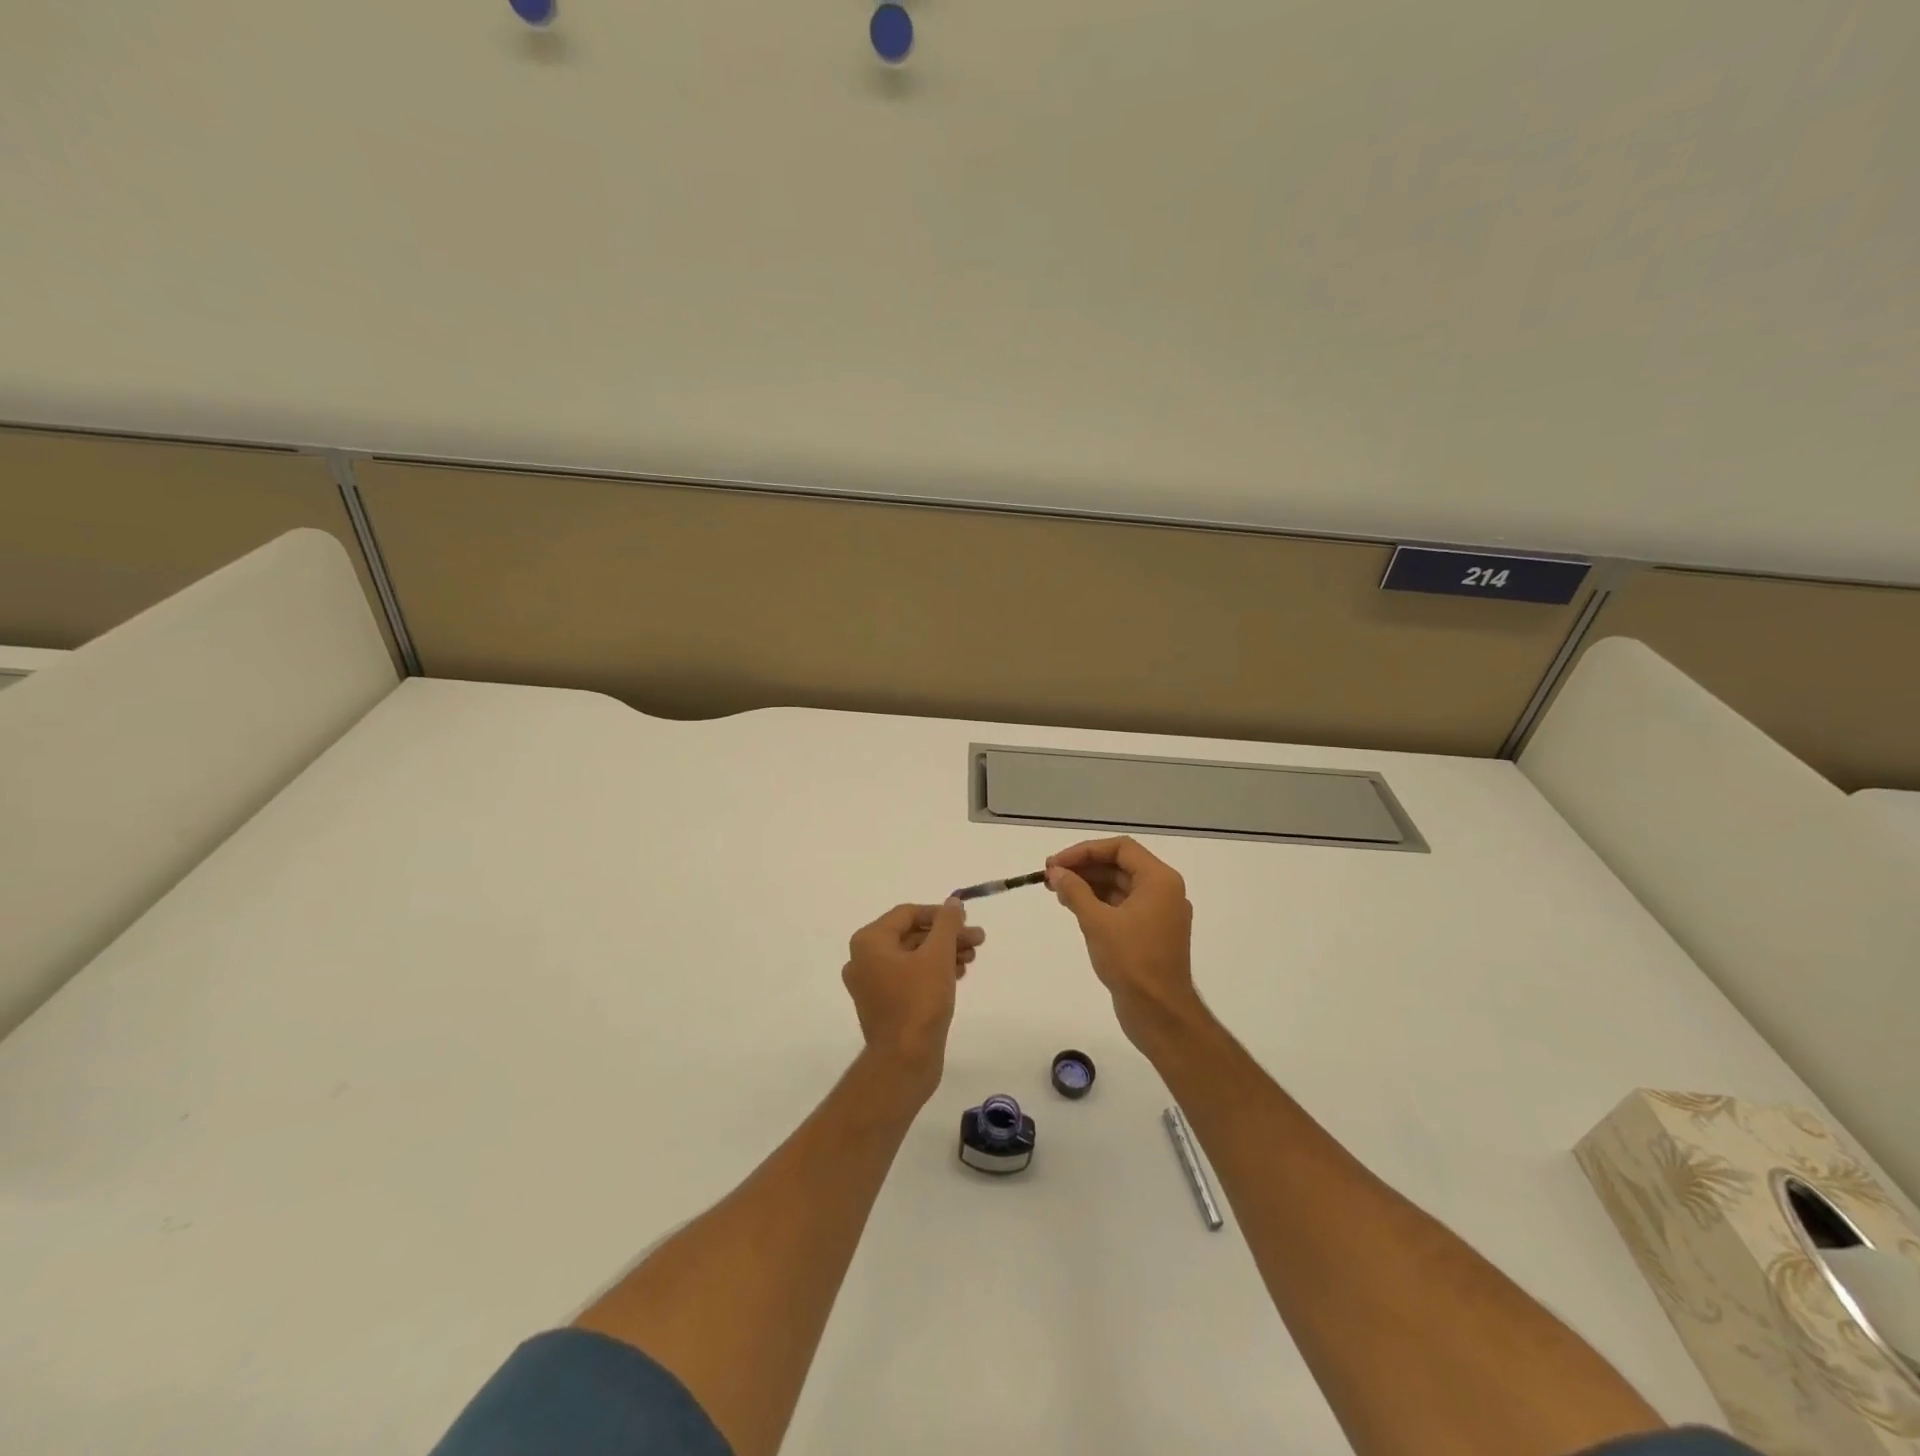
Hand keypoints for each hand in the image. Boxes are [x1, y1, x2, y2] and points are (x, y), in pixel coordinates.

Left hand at [842, 901, 983, 1093]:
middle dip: (946, 936)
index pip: (908, 914)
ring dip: (943, 953)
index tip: (967, 921)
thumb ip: (947, 924)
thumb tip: (952, 903)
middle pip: (911, 935)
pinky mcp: (883, 1005)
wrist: (905, 1061)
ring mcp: (871, 984)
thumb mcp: (938, 954)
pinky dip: (932, 972)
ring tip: (972, 959)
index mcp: (869, 941)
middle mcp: (863, 959)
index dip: (940, 914)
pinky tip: (957, 975)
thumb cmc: (919, 1001)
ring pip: (912, 957)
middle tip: (977, 940)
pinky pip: (908, 977)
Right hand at [1046, 837, 1202, 1051]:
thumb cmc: (1131, 961)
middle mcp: (1164, 891)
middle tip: (1051, 875)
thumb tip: (1055, 872)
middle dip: (1084, 867)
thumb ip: (1075, 891)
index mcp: (1159, 880)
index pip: (1120, 848)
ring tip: (1057, 891)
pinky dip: (1099, 903)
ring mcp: (1159, 913)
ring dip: (1089, 885)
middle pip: (1120, 865)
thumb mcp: (1097, 922)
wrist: (1159, 1013)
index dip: (1085, 851)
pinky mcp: (1151, 932)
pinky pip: (1123, 906)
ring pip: (1120, 886)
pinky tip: (1075, 907)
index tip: (1057, 863)